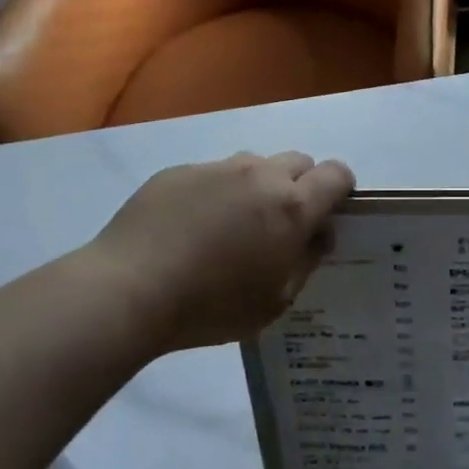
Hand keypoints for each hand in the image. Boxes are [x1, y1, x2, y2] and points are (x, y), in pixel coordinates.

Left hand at [87, 151, 354, 356]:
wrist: (127, 290)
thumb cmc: (211, 306)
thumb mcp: (275, 300)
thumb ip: (306, 260)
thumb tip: (319, 233)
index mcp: (292, 206)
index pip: (337, 174)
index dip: (340, 191)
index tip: (327, 216)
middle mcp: (260, 175)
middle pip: (299, 162)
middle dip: (300, 186)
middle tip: (279, 225)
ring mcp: (217, 168)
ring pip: (254, 165)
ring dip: (257, 187)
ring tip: (230, 226)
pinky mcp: (179, 171)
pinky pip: (212, 174)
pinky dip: (215, 193)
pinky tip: (190, 229)